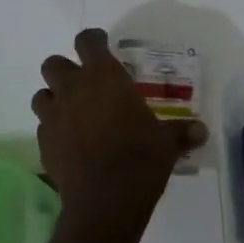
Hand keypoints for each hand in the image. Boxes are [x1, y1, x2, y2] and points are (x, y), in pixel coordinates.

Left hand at [32, 29, 207, 232]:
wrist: (105, 202)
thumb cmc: (140, 159)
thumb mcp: (168, 143)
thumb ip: (182, 132)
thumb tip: (201, 130)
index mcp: (103, 77)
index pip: (87, 41)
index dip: (94, 40)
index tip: (103, 45)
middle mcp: (72, 90)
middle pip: (54, 63)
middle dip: (66, 69)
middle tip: (86, 83)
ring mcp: (53, 117)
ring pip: (42, 95)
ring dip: (55, 98)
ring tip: (74, 112)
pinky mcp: (43, 144)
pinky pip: (43, 127)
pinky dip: (54, 129)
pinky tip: (72, 142)